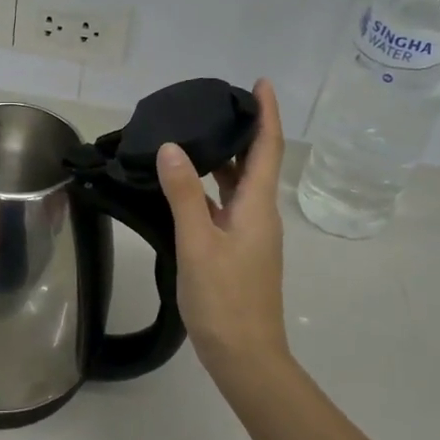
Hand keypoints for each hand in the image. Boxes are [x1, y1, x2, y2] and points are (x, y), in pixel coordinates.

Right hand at [156, 79, 289, 373]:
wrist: (245, 356)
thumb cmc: (225, 299)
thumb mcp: (198, 243)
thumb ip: (185, 194)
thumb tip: (172, 147)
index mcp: (257, 207)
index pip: (267, 148)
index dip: (267, 113)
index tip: (260, 83)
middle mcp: (259, 214)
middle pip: (255, 162)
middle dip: (241, 130)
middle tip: (212, 104)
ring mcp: (250, 234)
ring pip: (239, 185)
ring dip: (224, 158)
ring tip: (195, 134)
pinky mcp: (238, 250)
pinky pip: (227, 205)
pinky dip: (211, 187)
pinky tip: (186, 184)